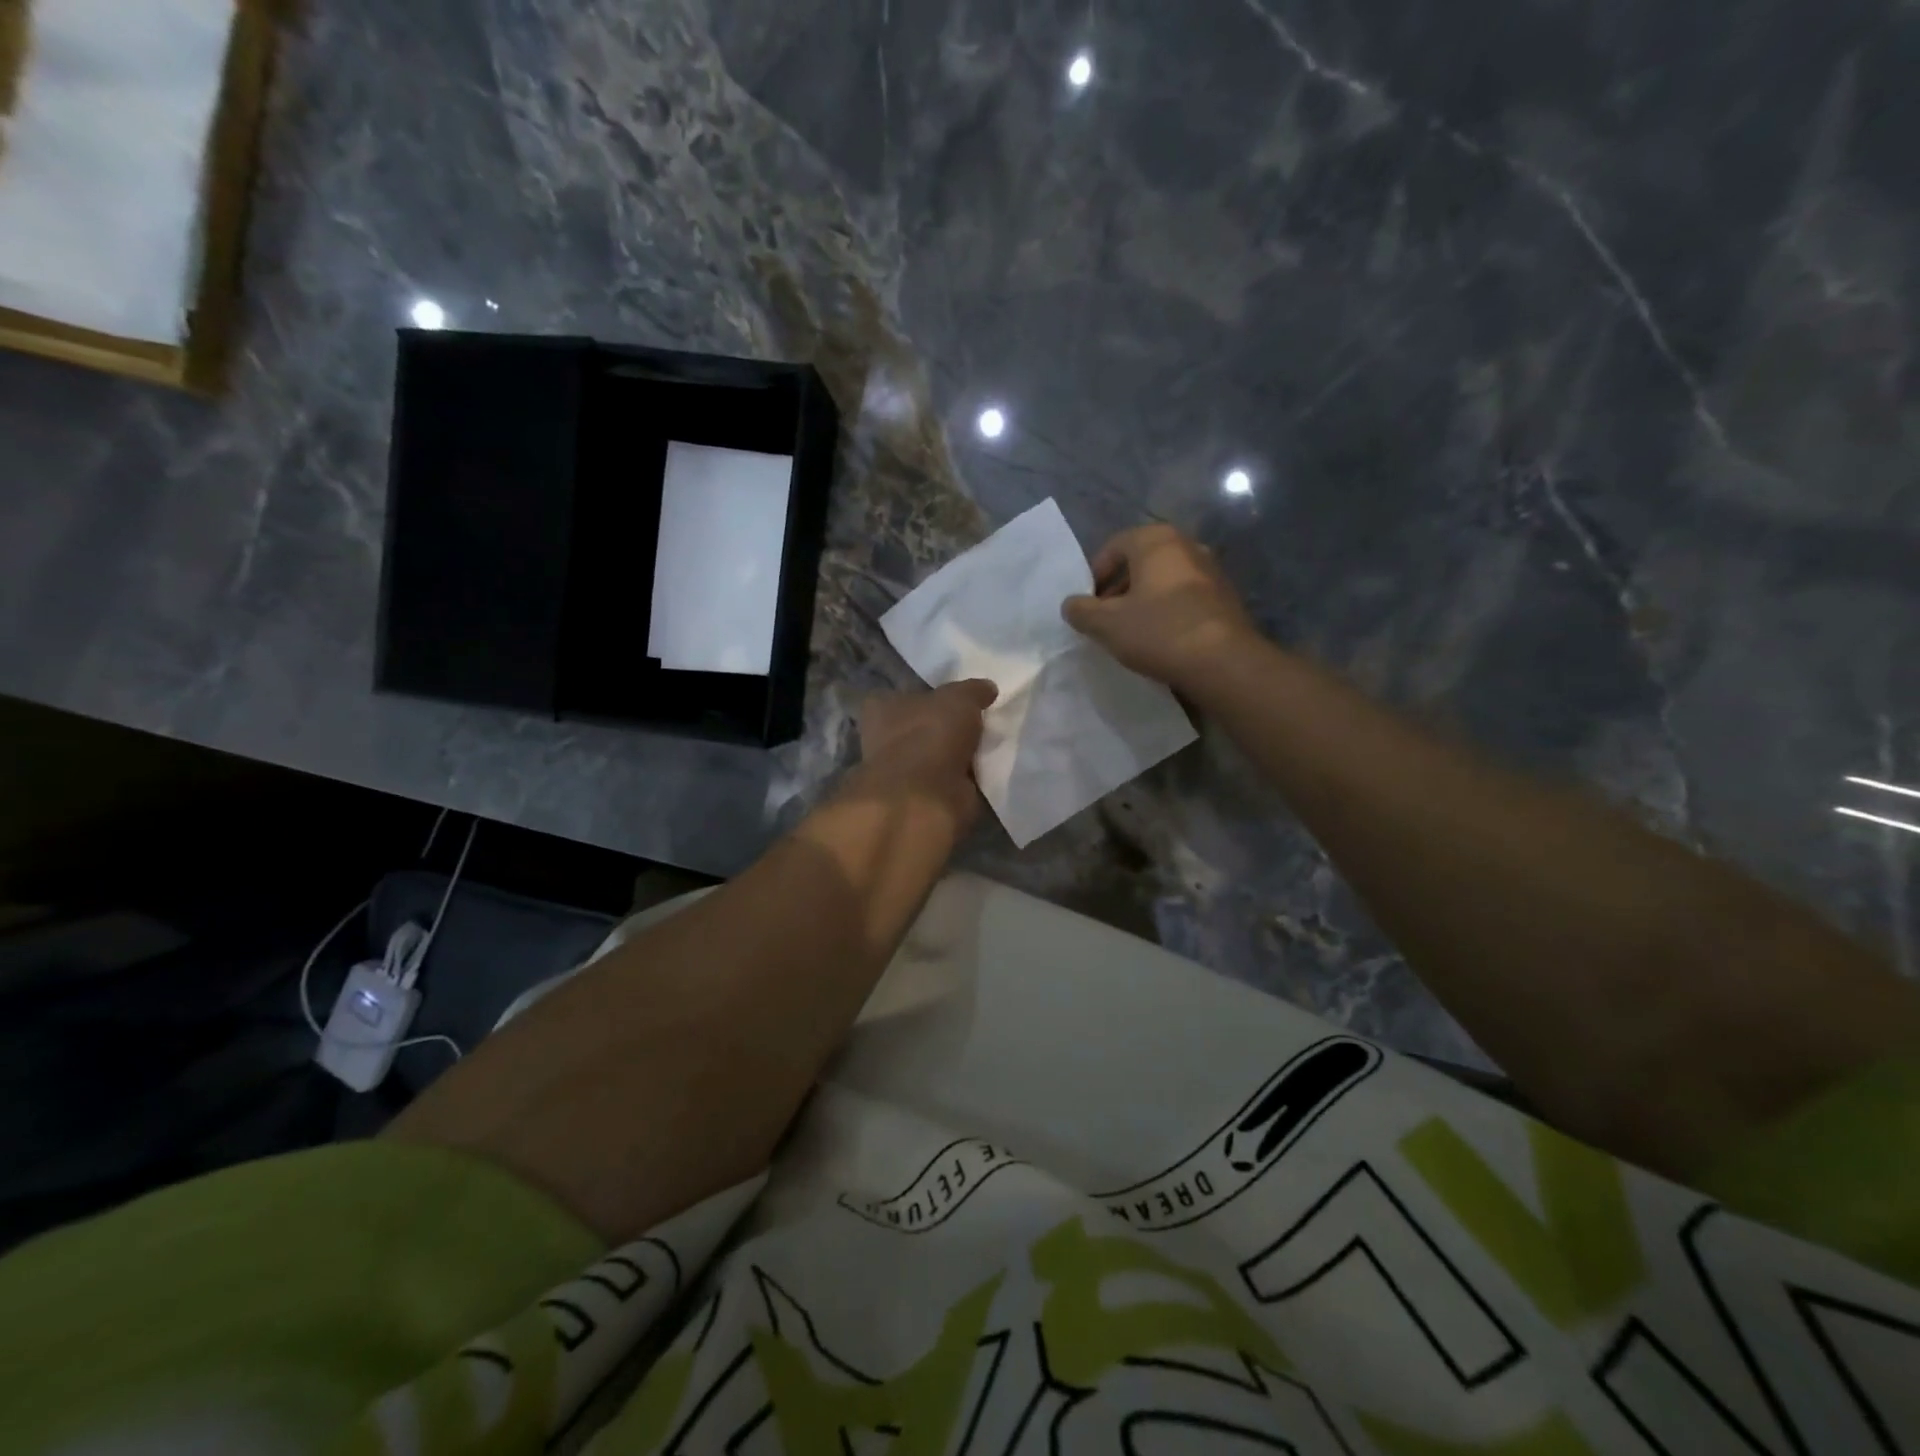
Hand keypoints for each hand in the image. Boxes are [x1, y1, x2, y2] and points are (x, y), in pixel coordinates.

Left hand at [849, 679, 997, 830]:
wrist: (926, 795)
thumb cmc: (931, 733)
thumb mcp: (960, 698)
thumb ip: (973, 690)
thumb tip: (987, 688)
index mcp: (881, 708)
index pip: (898, 696)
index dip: (925, 696)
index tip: (951, 700)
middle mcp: (884, 739)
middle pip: (918, 727)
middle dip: (943, 728)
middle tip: (977, 723)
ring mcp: (901, 772)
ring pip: (934, 756)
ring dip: (956, 754)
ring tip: (987, 746)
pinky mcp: (921, 797)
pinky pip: (948, 780)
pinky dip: (963, 778)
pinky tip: (985, 771)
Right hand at [1061, 524, 1257, 692]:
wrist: (1223, 662)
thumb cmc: (1158, 631)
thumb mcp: (1106, 624)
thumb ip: (1081, 611)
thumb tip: (1072, 605)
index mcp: (1157, 541)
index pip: (1114, 546)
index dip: (1095, 574)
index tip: (1088, 604)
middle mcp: (1187, 545)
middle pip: (1141, 562)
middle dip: (1119, 588)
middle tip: (1106, 618)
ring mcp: (1212, 570)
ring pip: (1164, 580)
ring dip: (1143, 601)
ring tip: (1131, 632)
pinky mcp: (1226, 597)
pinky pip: (1185, 597)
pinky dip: (1167, 611)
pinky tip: (1160, 639)